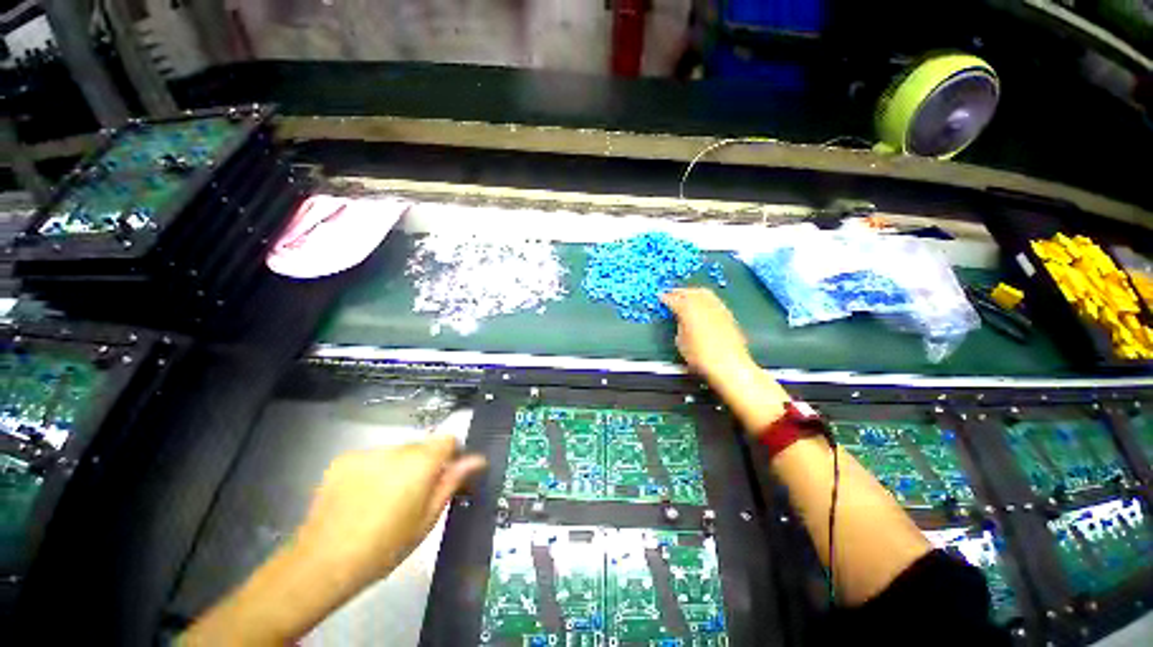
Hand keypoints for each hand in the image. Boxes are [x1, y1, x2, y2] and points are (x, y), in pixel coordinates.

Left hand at [293, 436, 486, 587]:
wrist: (323, 562)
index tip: (445, 475)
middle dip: (423, 464)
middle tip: (412, 496)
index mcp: (421, 462)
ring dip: (398, 467)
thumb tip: (477, 459)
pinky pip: (372, 458)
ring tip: (383, 500)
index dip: (451, 455)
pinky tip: (362, 497)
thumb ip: (452, 482)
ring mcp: (367, 452)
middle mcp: (396, 449)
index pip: (448, 439)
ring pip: (396, 453)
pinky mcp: (343, 459)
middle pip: (421, 446)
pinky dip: (374, 471)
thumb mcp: (427, 518)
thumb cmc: (385, 546)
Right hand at [661, 288, 754, 380]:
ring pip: (704, 293)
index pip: (674, 300)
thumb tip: (681, 321)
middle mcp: (704, 305)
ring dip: (693, 292)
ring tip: (687, 295)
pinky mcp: (728, 314)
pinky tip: (703, 304)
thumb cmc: (700, 356)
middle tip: (672, 293)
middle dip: (680, 292)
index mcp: (688, 310)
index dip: (666, 298)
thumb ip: (679, 326)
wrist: (729, 365)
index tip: (661, 298)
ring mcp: (718, 308)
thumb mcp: (681, 342)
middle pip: (690, 292)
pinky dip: (705, 299)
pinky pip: (714, 300)